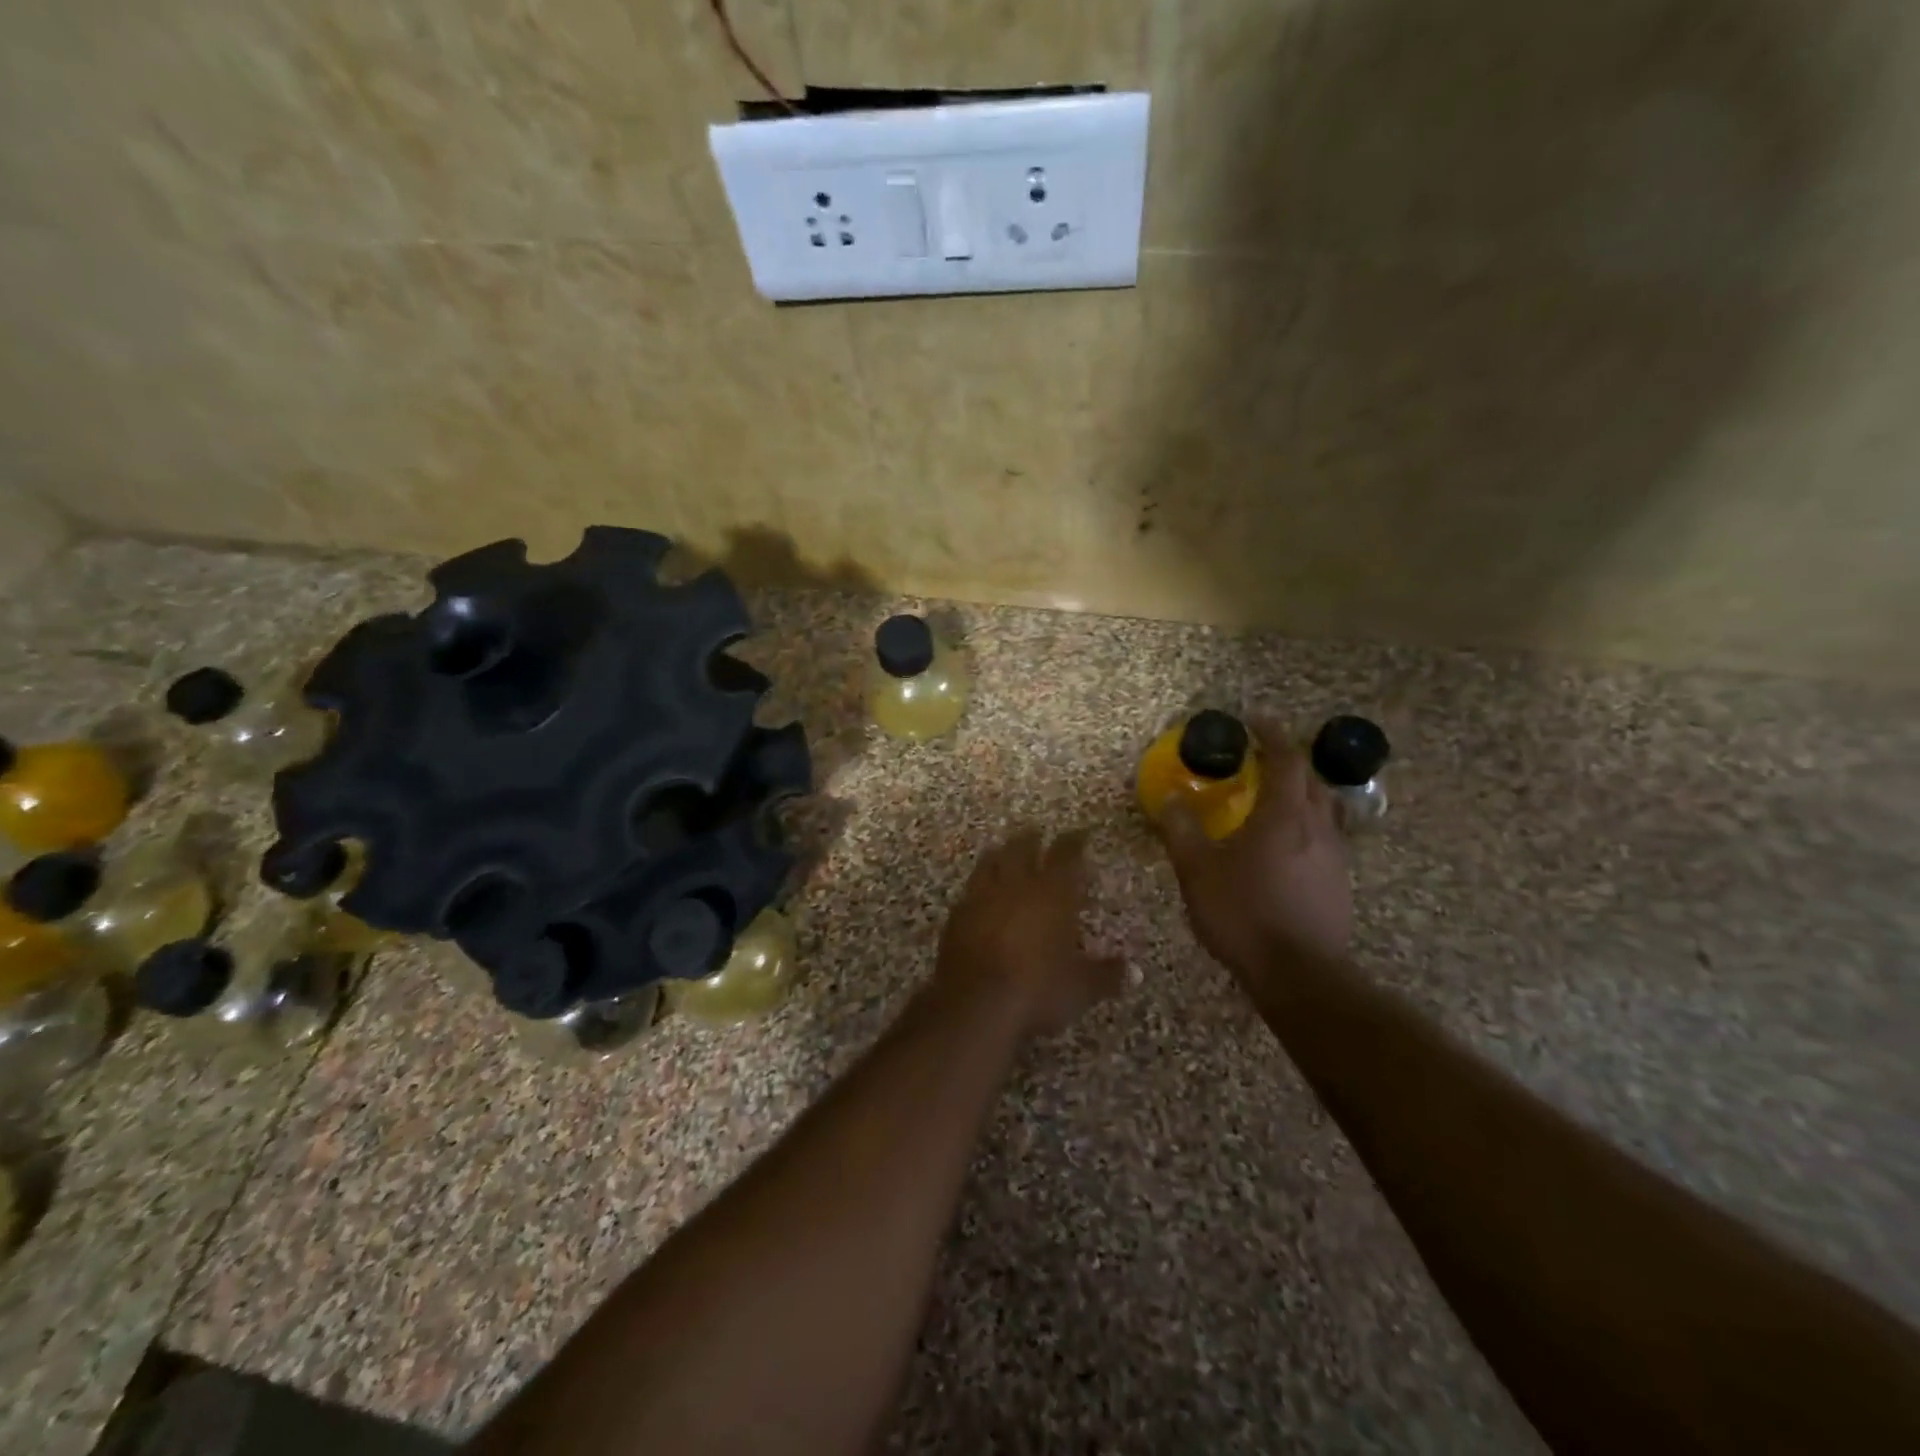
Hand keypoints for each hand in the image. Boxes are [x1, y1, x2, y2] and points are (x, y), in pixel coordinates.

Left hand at [935, 828, 1124, 1038]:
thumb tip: (1136, 970)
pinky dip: (978, 886)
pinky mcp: (957, 914)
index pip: (1066, 854)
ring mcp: (981, 896)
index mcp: (1052, 893)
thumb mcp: (1080, 988)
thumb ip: (1107, 975)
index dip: (1074, 841)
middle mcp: (1016, 884)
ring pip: (991, 861)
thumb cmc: (1038, 989)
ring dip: (1000, 854)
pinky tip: (979, 893)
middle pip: (1022, 848)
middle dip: (1032, 839)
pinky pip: (969, 890)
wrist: (975, 1003)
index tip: (1080, 834)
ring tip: (1004, 851)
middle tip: (1037, 834)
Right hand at [1158, 718, 1352, 976]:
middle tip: (1259, 760)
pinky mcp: (1338, 883)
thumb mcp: (1197, 870)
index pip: (1286, 758)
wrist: (1299, 974)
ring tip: (1270, 801)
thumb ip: (1181, 830)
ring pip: (1321, 809)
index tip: (1254, 721)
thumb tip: (1169, 798)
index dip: (1271, 734)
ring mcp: (1334, 856)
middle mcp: (1317, 826)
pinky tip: (1282, 848)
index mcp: (1284, 814)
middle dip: (1287, 762)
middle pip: (1310, 779)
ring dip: (1298, 794)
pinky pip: (1323, 837)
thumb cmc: (1244, 913)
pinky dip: (1303, 826)